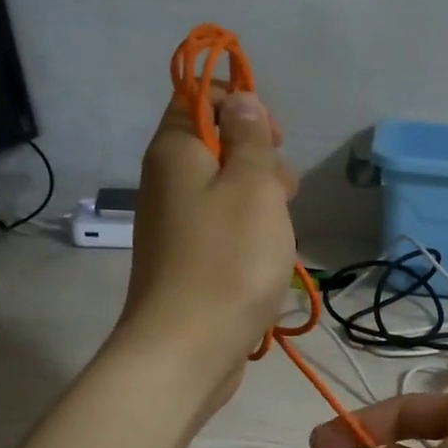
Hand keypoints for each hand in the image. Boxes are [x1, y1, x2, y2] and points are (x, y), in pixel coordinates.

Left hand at [115, 90, 298, 410]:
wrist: (187, 350)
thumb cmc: (229, 260)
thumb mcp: (254, 186)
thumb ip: (250, 138)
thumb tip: (240, 101)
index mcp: (175, 150)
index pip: (199, 97)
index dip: (241, 106)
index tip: (271, 141)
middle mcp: (167, 181)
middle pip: (218, 146)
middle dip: (260, 162)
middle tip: (280, 195)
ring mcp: (176, 225)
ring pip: (227, 192)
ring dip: (261, 205)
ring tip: (279, 236)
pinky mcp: (187, 261)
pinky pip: (223, 230)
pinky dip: (248, 237)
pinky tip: (267, 262)